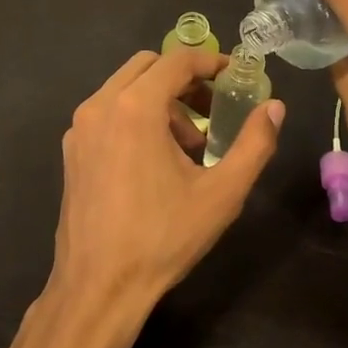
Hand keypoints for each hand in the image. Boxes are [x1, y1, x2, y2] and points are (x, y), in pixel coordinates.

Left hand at [48, 48, 283, 344]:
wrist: (98, 288)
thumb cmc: (163, 238)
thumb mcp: (222, 193)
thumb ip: (254, 144)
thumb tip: (275, 108)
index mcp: (135, 107)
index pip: (177, 59)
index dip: (211, 61)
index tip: (236, 76)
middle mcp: (100, 106)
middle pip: (148, 67)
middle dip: (185, 80)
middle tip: (214, 109)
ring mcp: (80, 129)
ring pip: (125, 90)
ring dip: (161, 101)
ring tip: (190, 145)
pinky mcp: (71, 152)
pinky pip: (108, 114)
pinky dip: (136, 118)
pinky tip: (156, 161)